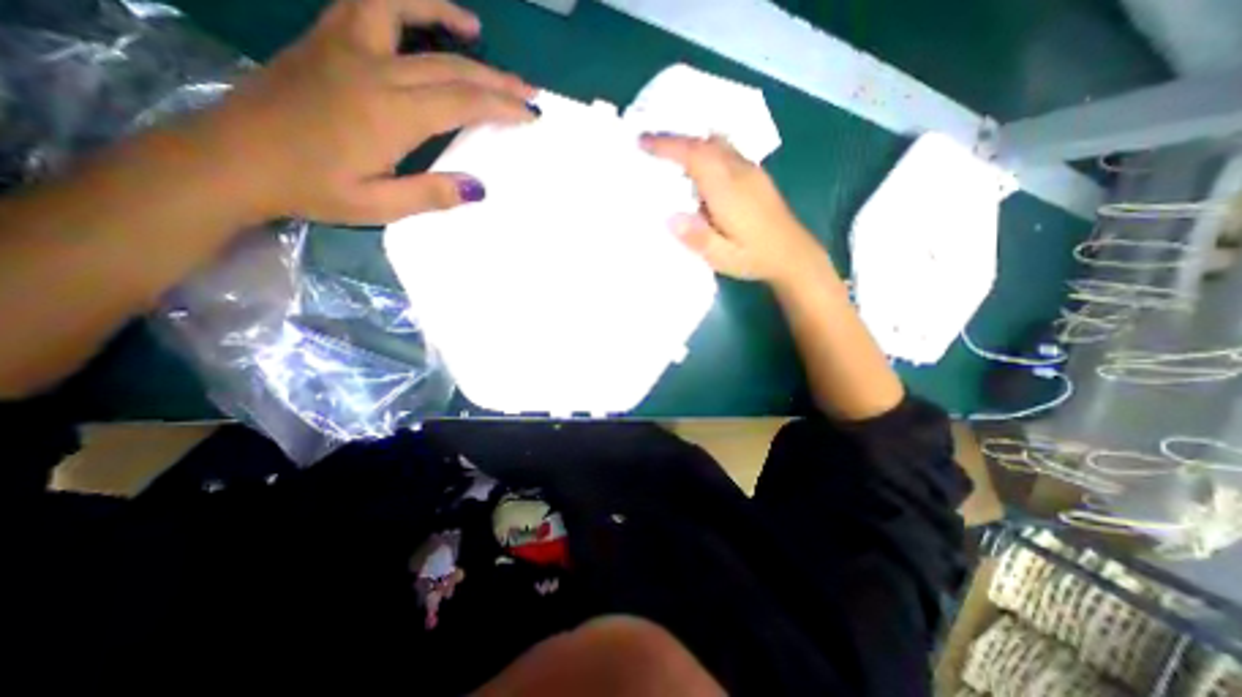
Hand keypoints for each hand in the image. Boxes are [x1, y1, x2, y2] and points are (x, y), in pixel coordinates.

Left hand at [202, 1, 536, 223]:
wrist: (234, 158)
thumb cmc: (312, 188)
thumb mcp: (379, 206)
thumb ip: (431, 194)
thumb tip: (478, 187)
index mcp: (390, 113)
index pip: (463, 102)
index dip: (503, 107)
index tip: (531, 114)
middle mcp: (372, 69)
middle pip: (450, 65)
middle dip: (496, 79)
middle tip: (529, 90)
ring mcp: (344, 46)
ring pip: (404, 10)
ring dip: (445, 15)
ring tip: (475, 28)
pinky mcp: (325, 39)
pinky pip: (368, 3)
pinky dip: (402, 3)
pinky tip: (418, 16)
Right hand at [640, 133, 823, 284]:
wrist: (794, 255)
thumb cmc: (755, 258)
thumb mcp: (723, 258)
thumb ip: (697, 238)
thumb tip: (669, 217)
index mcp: (728, 190)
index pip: (695, 156)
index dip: (667, 145)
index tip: (642, 141)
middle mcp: (739, 172)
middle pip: (705, 143)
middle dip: (675, 139)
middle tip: (649, 144)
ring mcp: (750, 171)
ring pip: (717, 143)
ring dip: (691, 142)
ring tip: (669, 151)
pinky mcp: (755, 175)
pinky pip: (726, 150)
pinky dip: (706, 148)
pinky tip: (699, 163)